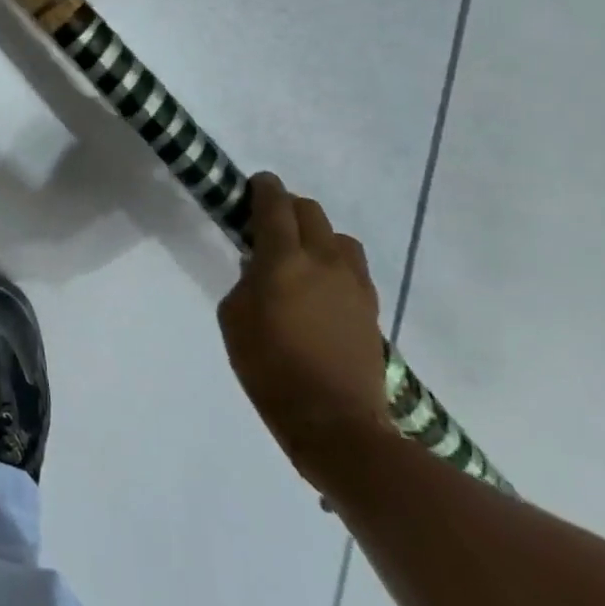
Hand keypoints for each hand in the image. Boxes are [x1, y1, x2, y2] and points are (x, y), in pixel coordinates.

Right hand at [218, 172, 392, 490]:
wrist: (334, 421)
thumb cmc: (269, 367)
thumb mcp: (234, 317)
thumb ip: (246, 280)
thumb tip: (260, 264)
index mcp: (284, 260)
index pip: (275, 205)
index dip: (263, 188)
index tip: (254, 184)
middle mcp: (323, 260)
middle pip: (310, 212)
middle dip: (288, 207)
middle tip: (268, 223)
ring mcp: (354, 283)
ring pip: (338, 237)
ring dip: (316, 234)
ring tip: (299, 255)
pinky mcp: (371, 307)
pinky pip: (352, 266)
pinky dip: (334, 262)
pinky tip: (320, 285)